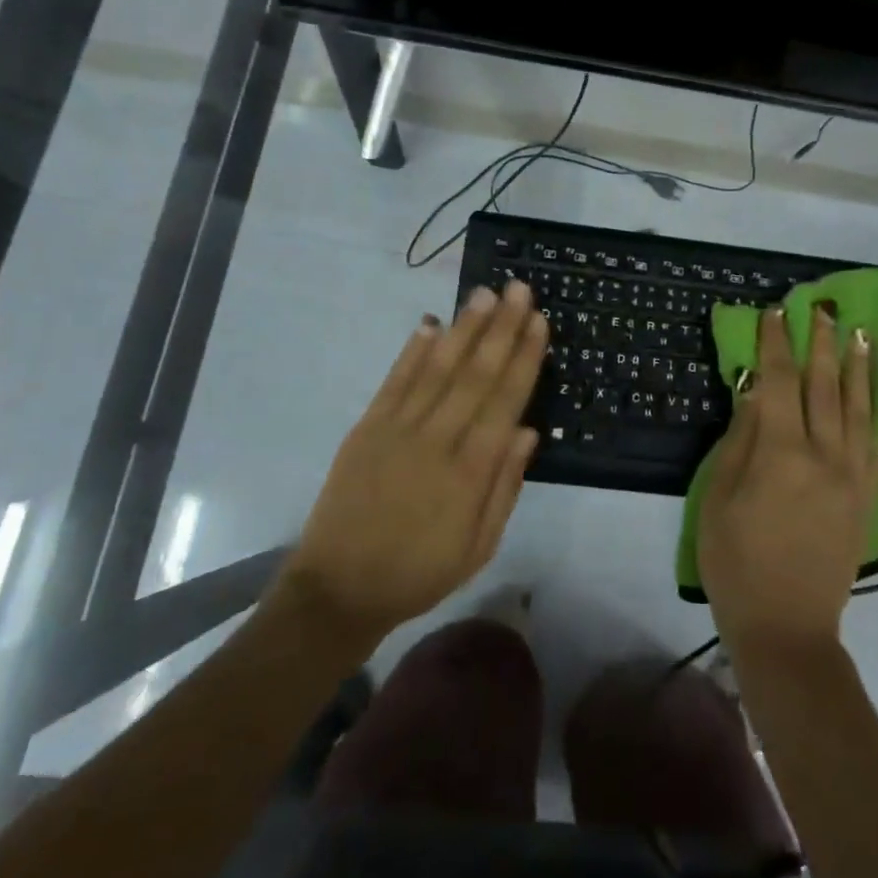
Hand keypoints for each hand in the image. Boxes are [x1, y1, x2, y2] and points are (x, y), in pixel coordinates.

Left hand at [277, 281, 547, 644]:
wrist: (339, 589)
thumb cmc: (420, 572)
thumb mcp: (479, 546)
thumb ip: (505, 486)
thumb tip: (528, 430)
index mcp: (470, 471)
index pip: (505, 401)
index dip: (524, 358)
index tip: (538, 321)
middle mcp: (436, 440)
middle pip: (476, 374)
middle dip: (501, 328)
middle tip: (518, 288)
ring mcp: (397, 429)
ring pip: (438, 368)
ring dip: (464, 328)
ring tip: (483, 294)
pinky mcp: (366, 428)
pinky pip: (394, 381)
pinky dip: (413, 351)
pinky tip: (431, 324)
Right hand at [698, 305, 877, 658]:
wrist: (788, 628)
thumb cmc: (736, 563)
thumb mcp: (719, 498)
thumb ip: (740, 440)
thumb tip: (755, 392)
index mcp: (781, 454)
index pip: (780, 382)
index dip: (776, 344)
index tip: (776, 312)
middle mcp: (825, 455)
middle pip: (825, 386)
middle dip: (822, 343)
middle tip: (822, 308)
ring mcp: (853, 476)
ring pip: (860, 408)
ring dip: (859, 367)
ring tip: (861, 334)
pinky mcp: (868, 498)